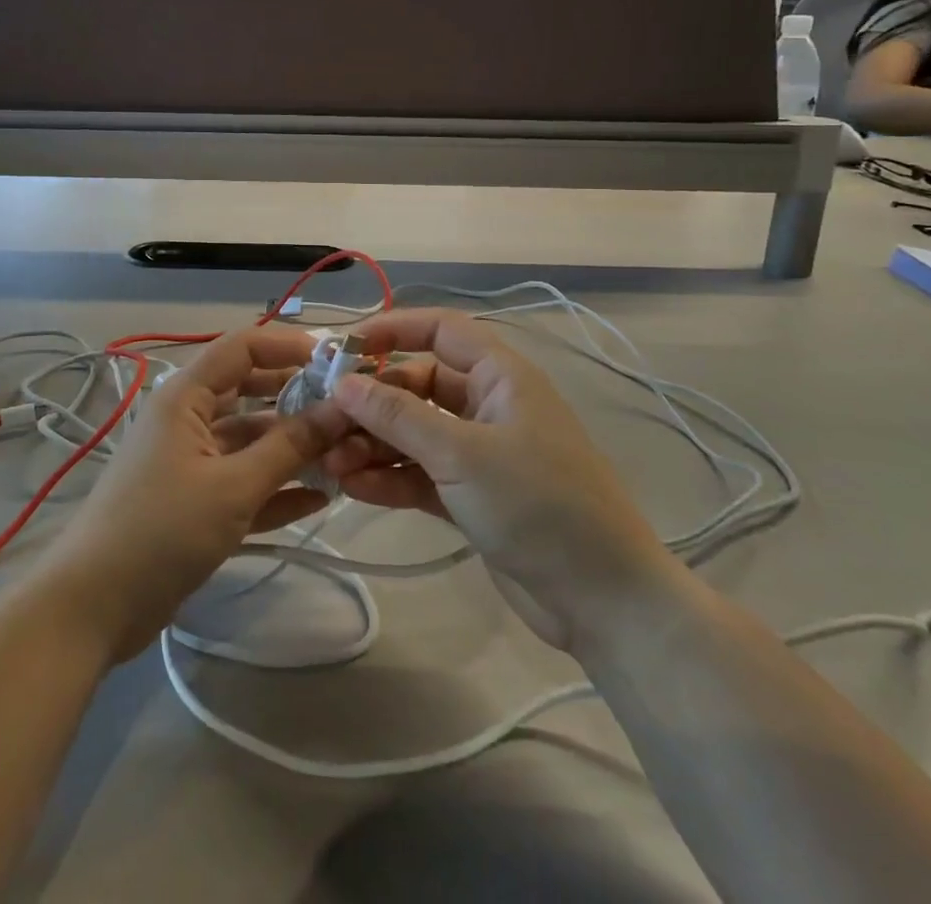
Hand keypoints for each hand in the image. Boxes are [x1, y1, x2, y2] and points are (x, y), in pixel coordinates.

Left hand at [40, 327, 351, 663]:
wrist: (92, 608)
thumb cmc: (161, 530)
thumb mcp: (233, 486)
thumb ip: (290, 447)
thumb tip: (343, 409)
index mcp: (186, 396)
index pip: (243, 347)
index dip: (289, 346)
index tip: (338, 361)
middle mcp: (189, 418)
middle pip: (251, 392)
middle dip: (298, 399)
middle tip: (350, 412)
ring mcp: (191, 461)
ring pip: (251, 440)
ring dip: (292, 448)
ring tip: (345, 456)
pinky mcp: (195, 501)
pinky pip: (244, 481)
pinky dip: (276, 486)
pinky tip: (319, 497)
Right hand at [320, 310, 674, 649]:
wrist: (604, 600)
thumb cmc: (538, 504)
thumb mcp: (462, 454)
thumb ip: (398, 416)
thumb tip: (343, 382)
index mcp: (500, 376)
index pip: (441, 330)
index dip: (393, 330)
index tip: (344, 349)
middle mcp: (488, 406)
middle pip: (418, 385)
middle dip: (373, 401)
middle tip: (326, 419)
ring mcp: (480, 454)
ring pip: (415, 432)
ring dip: (374, 443)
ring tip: (332, 461)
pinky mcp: (472, 497)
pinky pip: (420, 473)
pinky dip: (390, 477)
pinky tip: (353, 488)